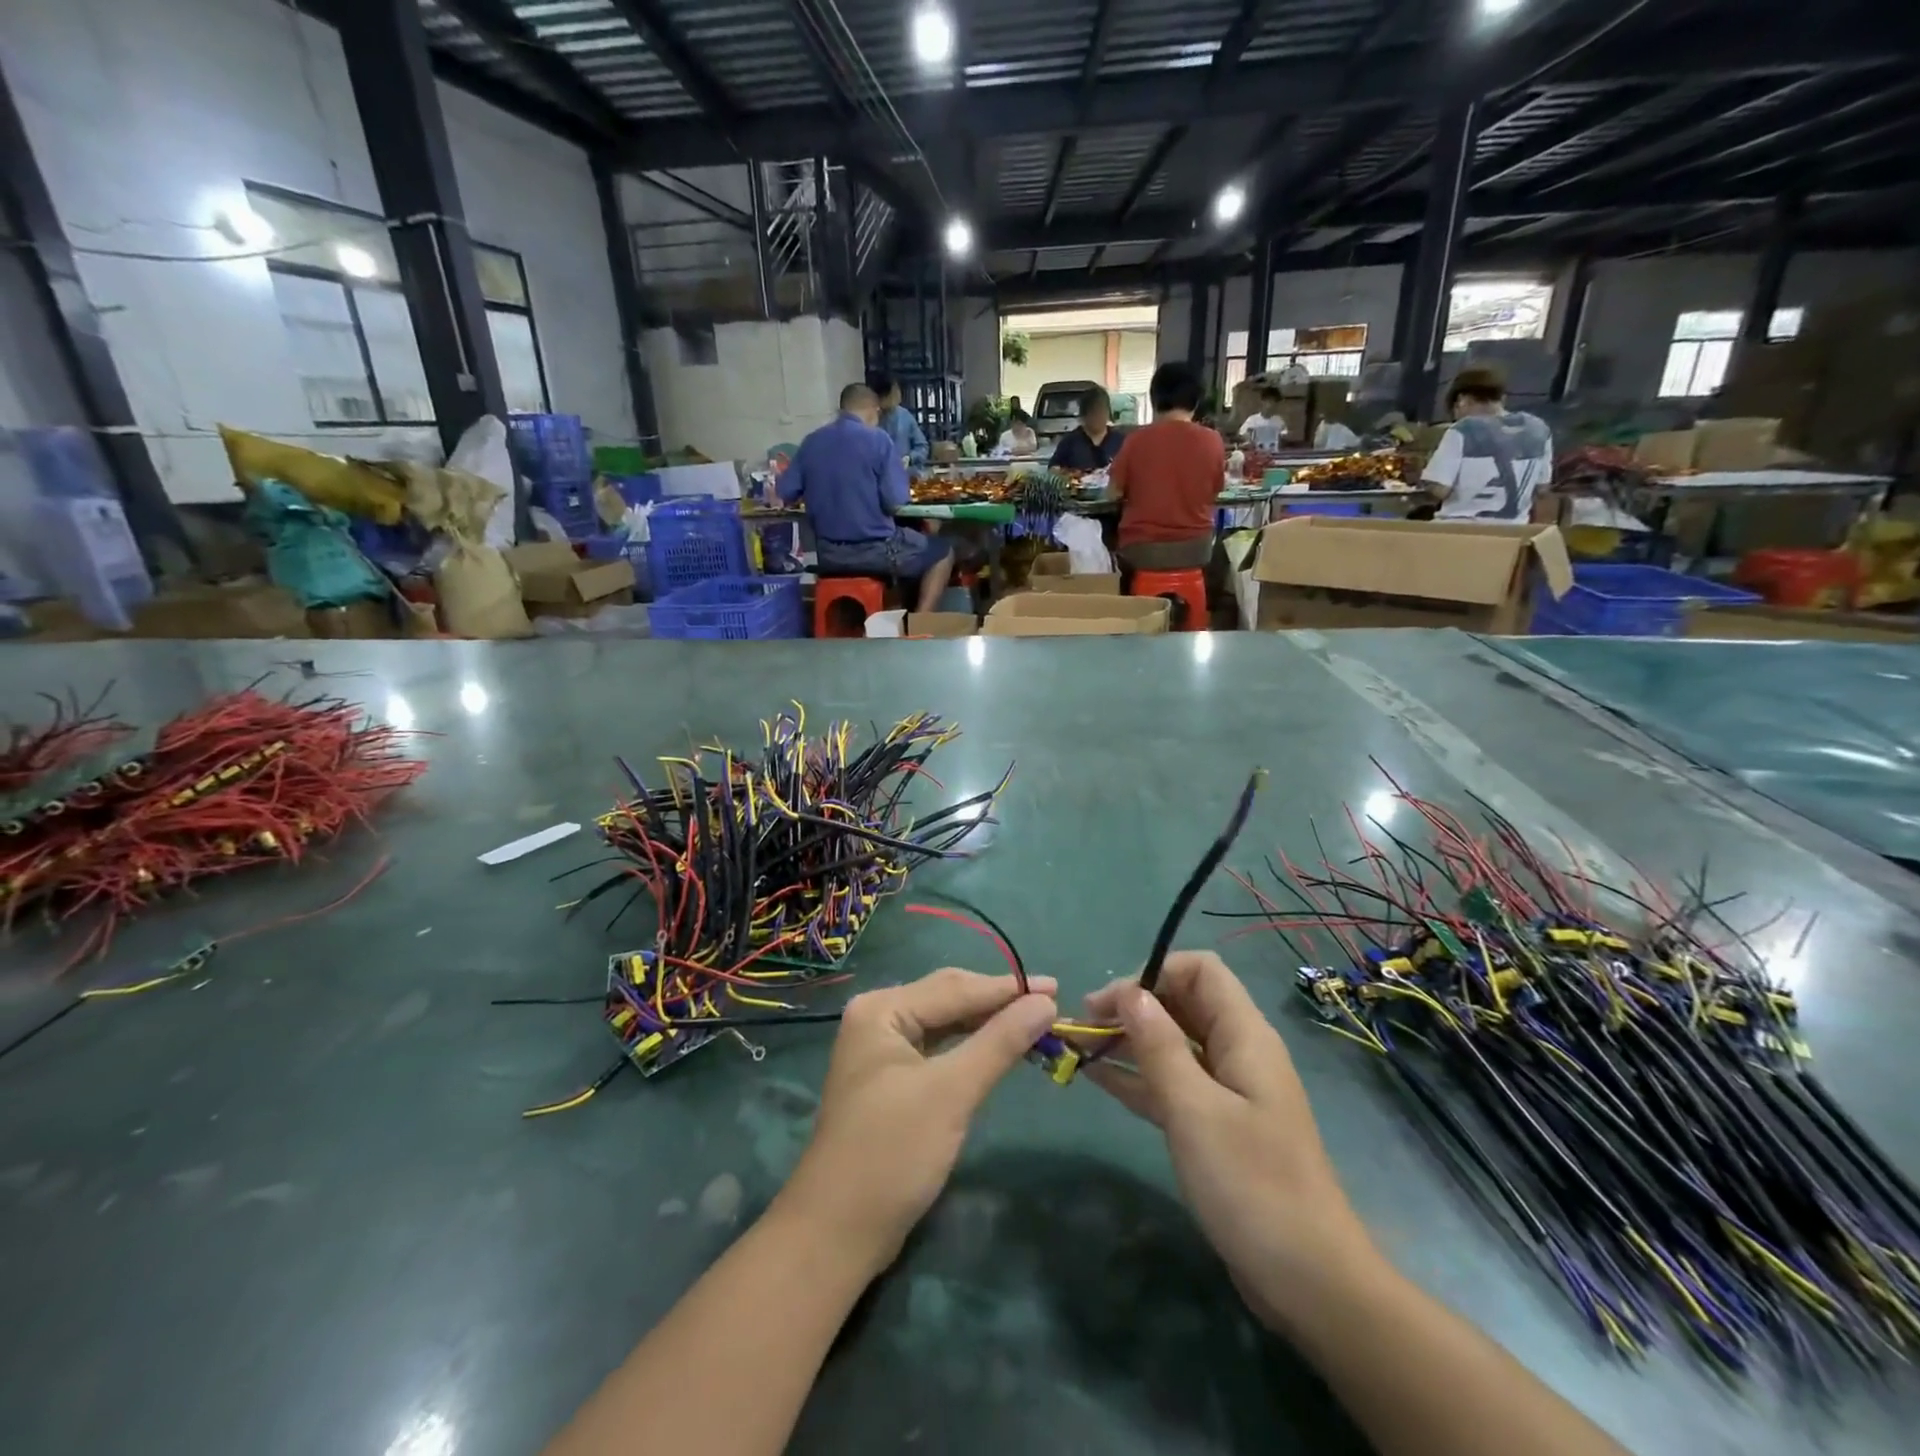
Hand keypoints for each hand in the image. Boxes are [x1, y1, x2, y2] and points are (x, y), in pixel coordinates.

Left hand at [778, 969, 1056, 1275]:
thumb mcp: (951, 1093)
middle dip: (997, 1002)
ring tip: (1033, 1022)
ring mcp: (882, 1050)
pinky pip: (938, 1049)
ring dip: (986, 1025)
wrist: (837, 1234)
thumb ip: (999, 1042)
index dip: (1007, 988)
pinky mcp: (890, 1080)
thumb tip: (1046, 1002)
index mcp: (881, 1009)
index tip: (1056, 988)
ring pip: (945, 1024)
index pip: (955, 988)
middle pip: (948, 999)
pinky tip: (997, 1049)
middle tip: (1050, 1004)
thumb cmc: (892, 1153)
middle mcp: (877, 1018)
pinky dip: (970, 1048)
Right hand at [1082, 952, 1374, 1328]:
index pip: (1200, 971)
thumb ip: (1158, 1046)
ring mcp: (1227, 1091)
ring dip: (1129, 1040)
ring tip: (1080, 1047)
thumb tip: (1128, 992)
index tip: (1111, 1000)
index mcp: (1244, 1036)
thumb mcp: (1195, 1109)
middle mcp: (1237, 1052)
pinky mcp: (1216, 1126)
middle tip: (1084, 1024)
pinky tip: (1098, 1079)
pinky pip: (1172, 1084)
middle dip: (1134, 1005)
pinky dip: (1138, 1077)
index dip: (1154, 973)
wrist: (1309, 1281)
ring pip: (1172, 1044)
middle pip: (1182, 1004)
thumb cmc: (1251, 1184)